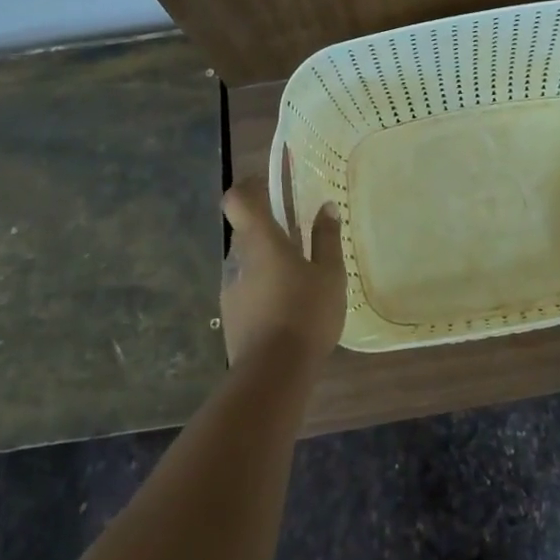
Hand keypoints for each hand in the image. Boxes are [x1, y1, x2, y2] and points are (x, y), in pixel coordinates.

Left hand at [219, 176, 346, 368]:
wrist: (273, 374)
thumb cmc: (305, 312)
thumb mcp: (329, 274)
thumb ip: (326, 238)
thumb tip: (326, 207)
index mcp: (259, 240)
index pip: (237, 199)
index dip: (249, 187)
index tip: (270, 186)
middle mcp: (237, 259)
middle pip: (245, 230)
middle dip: (268, 227)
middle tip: (299, 232)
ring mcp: (230, 289)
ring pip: (246, 261)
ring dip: (267, 259)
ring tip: (299, 274)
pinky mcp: (232, 316)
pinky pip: (247, 287)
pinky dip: (264, 286)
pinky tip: (288, 304)